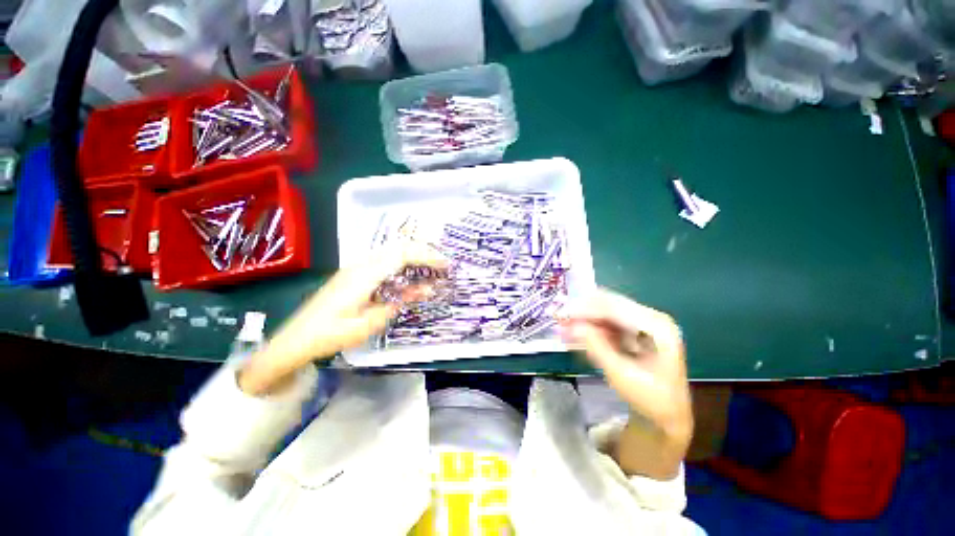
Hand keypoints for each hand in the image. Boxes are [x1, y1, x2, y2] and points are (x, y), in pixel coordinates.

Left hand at [239, 243, 447, 395]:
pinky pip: (383, 262)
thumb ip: (397, 304)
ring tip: (431, 268)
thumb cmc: (330, 335)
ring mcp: (355, 267)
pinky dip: (401, 265)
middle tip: (442, 265)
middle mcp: (360, 264)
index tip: (445, 264)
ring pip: (391, 253)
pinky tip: (409, 276)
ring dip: (413, 257)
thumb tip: (422, 290)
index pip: (402, 254)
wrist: (294, 340)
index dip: (426, 255)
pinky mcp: (353, 274)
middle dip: (423, 252)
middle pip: (398, 248)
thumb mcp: (368, 324)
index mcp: (364, 275)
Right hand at [561, 289, 692, 478]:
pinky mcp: (633, 329)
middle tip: (559, 318)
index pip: (615, 309)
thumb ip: (597, 347)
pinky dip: (589, 327)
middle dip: (582, 311)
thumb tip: (572, 325)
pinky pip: (606, 322)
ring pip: (605, 312)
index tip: (562, 314)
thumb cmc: (650, 398)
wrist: (667, 414)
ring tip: (562, 325)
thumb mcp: (621, 374)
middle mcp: (651, 317)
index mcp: (658, 326)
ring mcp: (642, 322)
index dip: (586, 309)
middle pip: (610, 305)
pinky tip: (574, 332)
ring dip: (583, 318)